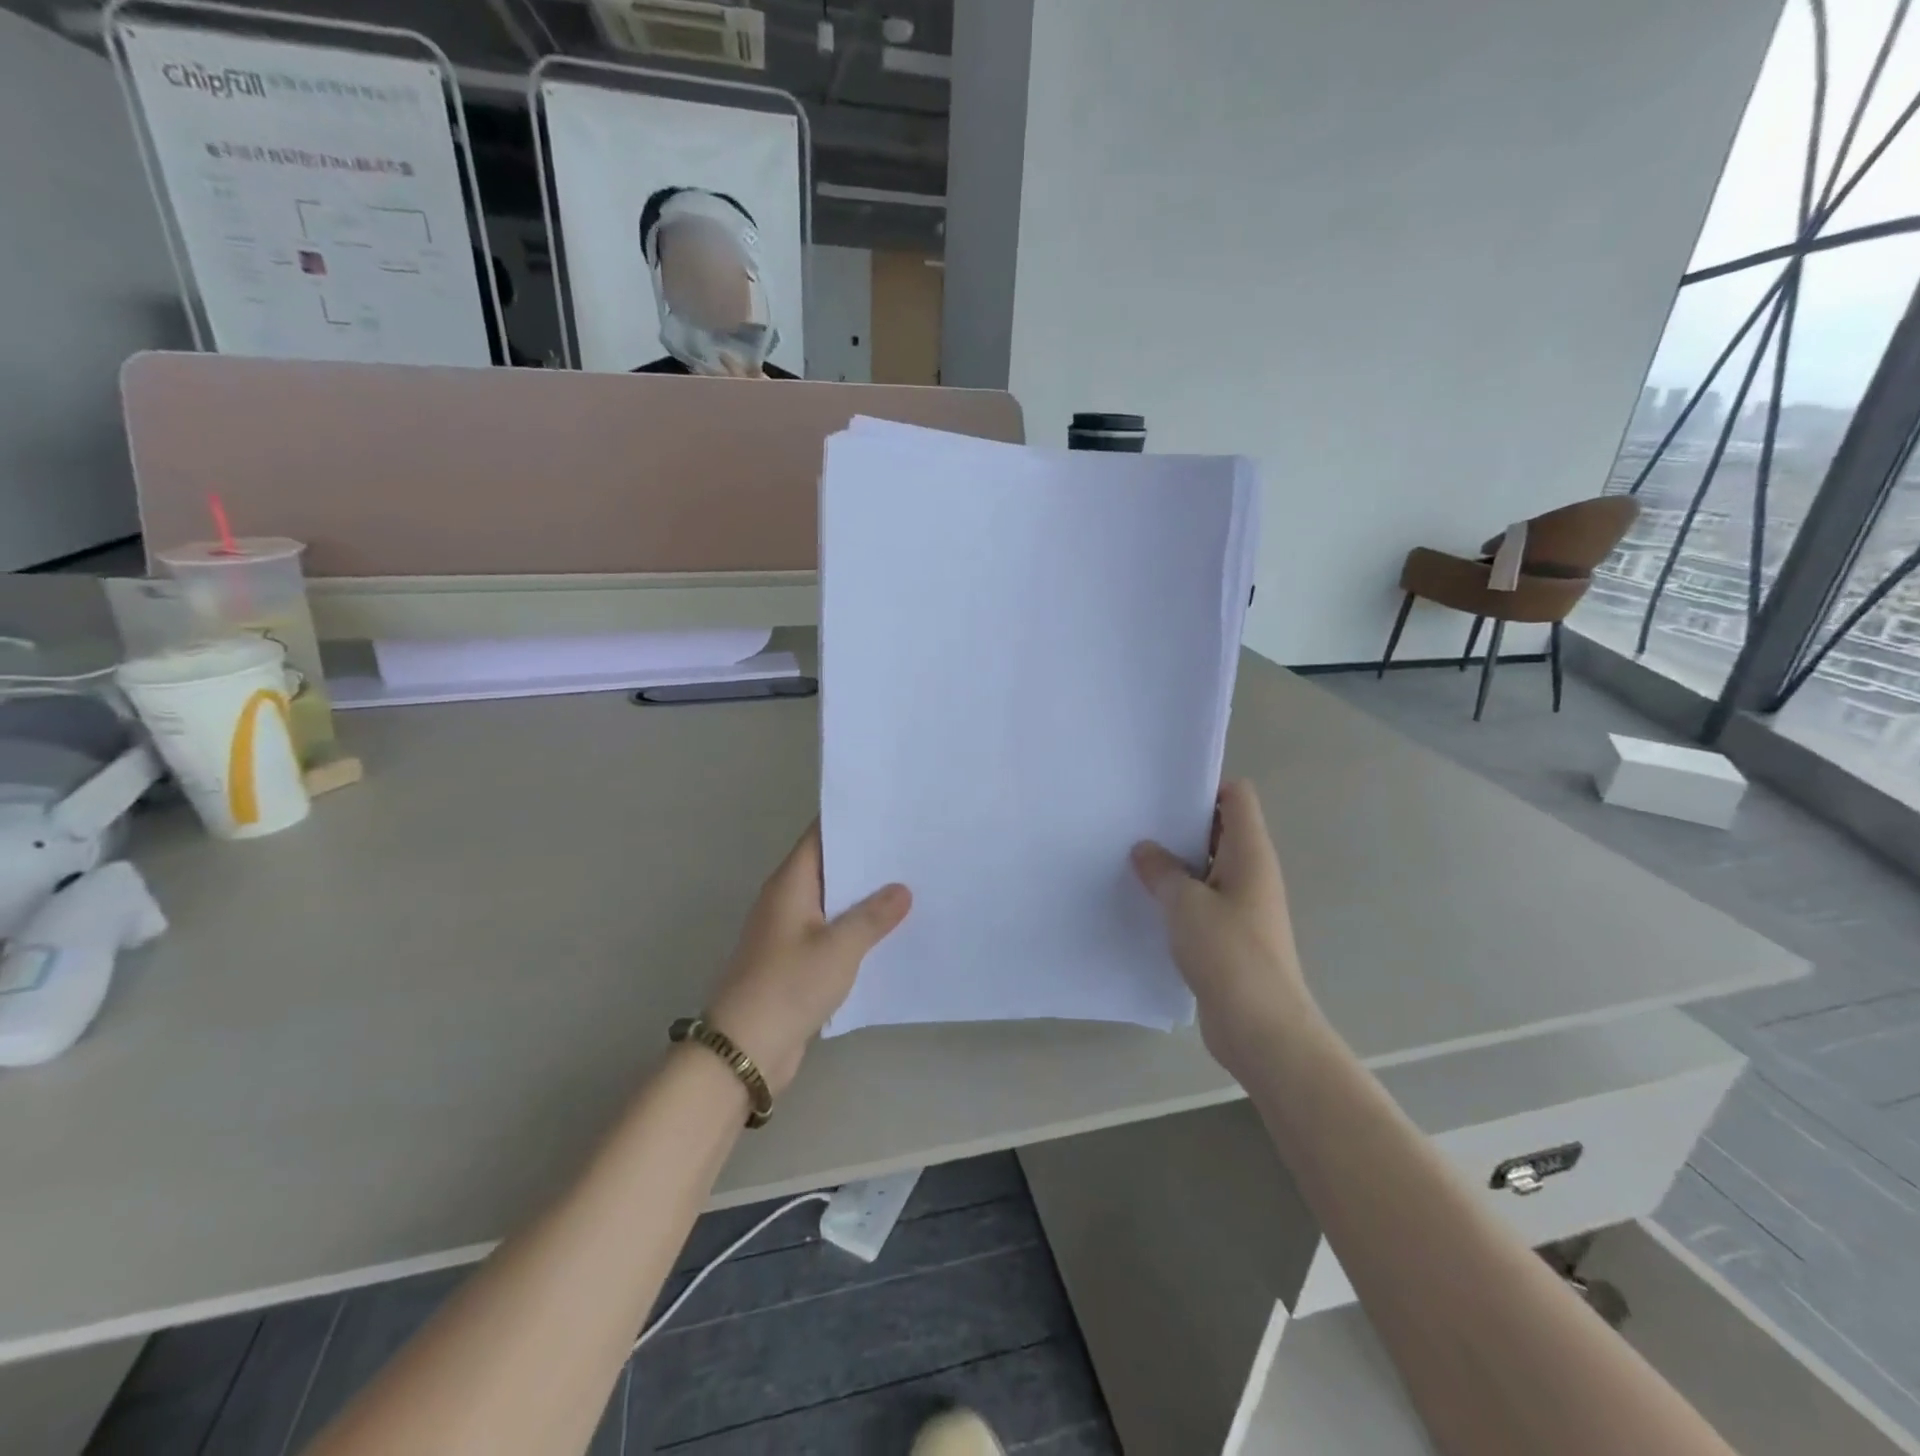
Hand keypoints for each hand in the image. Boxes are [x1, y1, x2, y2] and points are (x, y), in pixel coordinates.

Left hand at [705, 822, 910, 1093]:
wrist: (745, 1049)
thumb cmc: (788, 986)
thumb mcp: (839, 948)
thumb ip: (873, 916)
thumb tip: (901, 889)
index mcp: (790, 884)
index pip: (821, 836)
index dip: (851, 821)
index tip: (889, 811)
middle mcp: (787, 900)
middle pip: (830, 867)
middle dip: (866, 858)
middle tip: (911, 847)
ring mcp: (790, 932)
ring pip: (833, 902)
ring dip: (864, 896)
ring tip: (911, 883)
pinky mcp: (796, 961)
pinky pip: (832, 932)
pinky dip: (856, 928)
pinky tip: (889, 931)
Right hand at [1131, 780, 1319, 1078]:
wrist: (1261, 1028)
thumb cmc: (1228, 953)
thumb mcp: (1184, 904)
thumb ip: (1161, 870)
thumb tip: (1145, 849)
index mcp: (1250, 853)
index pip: (1236, 797)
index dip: (1204, 787)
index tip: (1162, 794)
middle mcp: (1252, 873)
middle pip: (1220, 830)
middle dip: (1180, 825)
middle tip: (1136, 823)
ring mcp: (1243, 906)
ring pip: (1208, 868)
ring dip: (1176, 864)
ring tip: (1132, 859)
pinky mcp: (1231, 936)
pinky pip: (1202, 901)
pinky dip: (1178, 896)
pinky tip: (1146, 901)